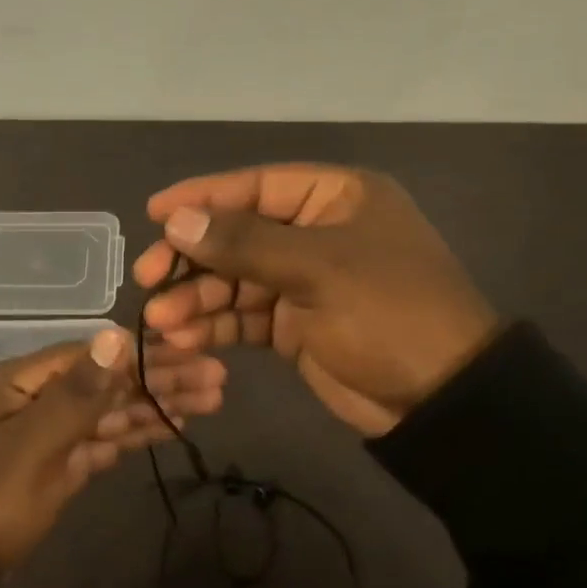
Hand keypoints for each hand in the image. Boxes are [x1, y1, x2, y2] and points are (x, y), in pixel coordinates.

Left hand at [0, 327, 226, 576]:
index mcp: (26, 381)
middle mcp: (41, 398)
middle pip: (111, 382)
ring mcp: (52, 433)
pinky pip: (104, 441)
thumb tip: (116, 335)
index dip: (147, 354)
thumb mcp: (32, 444)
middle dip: (163, 379)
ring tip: (211, 401)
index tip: (194, 352)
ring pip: (113, 412)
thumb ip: (78, 393)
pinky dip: (136, 433)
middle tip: (218, 380)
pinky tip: (172, 427)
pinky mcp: (61, 466)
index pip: (98, 355)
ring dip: (158, 405)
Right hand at [132, 165, 499, 436]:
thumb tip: (176, 220)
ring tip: (161, 322)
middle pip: (238, 234)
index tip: (153, 212)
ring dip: (197, 298)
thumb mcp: (318, 269)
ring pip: (235, 280)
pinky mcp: (295, 325)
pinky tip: (184, 337)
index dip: (202, 198)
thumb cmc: (388, 313)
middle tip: (146, 277)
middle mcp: (317, 232)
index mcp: (336, 199)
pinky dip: (216, 325)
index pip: (256, 187)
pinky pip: (245, 316)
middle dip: (192, 259)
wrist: (440, 400)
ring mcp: (305, 281)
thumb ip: (243, 243)